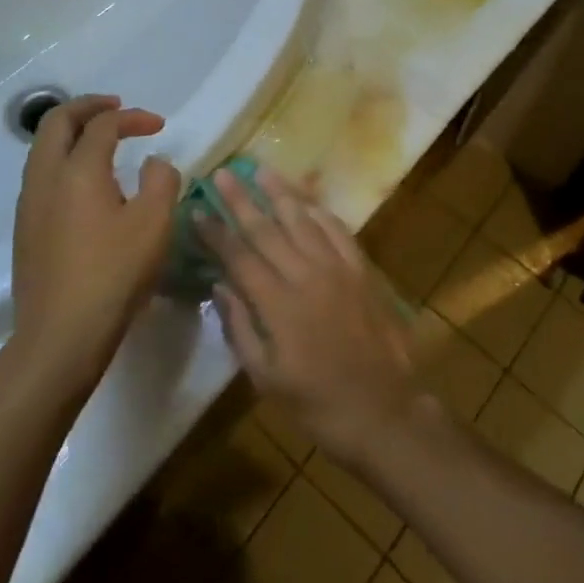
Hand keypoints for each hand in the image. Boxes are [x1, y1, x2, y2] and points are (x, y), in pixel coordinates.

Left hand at [8, 94, 180, 392]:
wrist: (59, 337)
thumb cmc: (113, 275)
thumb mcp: (154, 224)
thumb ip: (161, 181)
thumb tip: (154, 163)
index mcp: (78, 170)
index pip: (103, 124)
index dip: (132, 117)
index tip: (158, 126)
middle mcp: (45, 177)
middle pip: (57, 121)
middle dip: (88, 107)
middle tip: (117, 108)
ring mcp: (29, 203)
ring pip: (43, 147)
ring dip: (72, 132)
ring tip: (103, 140)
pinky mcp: (25, 228)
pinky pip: (41, 174)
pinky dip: (64, 158)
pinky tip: (87, 183)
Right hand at [202, 167, 425, 466]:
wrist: (386, 412)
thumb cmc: (319, 405)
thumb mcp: (267, 379)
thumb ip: (240, 329)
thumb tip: (219, 286)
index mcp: (278, 305)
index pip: (239, 257)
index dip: (216, 231)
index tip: (197, 207)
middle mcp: (306, 275)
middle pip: (267, 229)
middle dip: (241, 199)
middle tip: (222, 173)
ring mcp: (338, 268)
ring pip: (302, 220)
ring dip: (280, 193)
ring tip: (261, 170)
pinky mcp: (362, 270)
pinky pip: (337, 230)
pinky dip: (319, 212)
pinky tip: (306, 201)